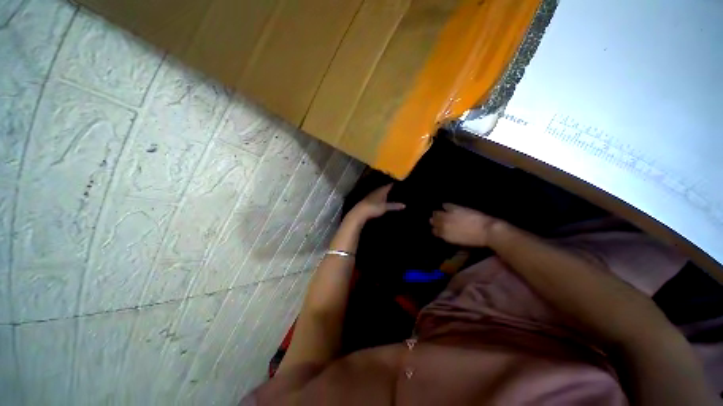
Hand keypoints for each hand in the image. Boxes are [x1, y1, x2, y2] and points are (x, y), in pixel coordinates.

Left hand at [347, 184, 404, 223]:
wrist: (360, 212)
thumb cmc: (373, 208)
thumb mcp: (385, 207)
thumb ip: (394, 206)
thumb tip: (404, 205)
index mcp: (381, 190)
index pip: (389, 185)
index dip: (395, 184)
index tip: (402, 183)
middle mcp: (377, 191)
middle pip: (385, 188)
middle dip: (391, 189)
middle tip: (400, 190)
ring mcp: (372, 195)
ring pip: (381, 193)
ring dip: (386, 193)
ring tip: (394, 195)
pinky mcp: (369, 201)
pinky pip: (378, 197)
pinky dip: (382, 198)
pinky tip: (384, 200)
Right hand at [430, 204, 498, 246]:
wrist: (486, 231)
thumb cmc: (475, 240)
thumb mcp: (460, 242)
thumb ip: (450, 237)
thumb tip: (446, 234)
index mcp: (445, 235)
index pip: (434, 231)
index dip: (435, 230)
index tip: (437, 230)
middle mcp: (444, 225)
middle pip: (433, 221)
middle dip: (434, 221)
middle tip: (436, 221)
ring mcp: (448, 215)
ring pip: (436, 213)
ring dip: (437, 213)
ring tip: (438, 213)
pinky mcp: (455, 208)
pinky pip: (445, 205)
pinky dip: (445, 206)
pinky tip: (445, 206)